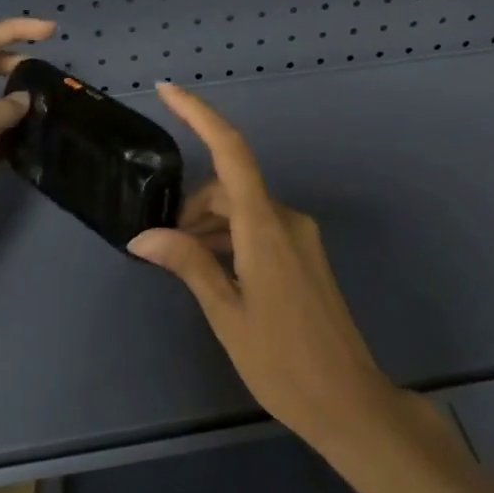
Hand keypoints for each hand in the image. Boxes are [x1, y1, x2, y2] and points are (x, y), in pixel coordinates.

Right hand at [128, 83, 397, 445]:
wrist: (349, 400)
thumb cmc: (282, 362)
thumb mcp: (226, 314)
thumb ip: (188, 265)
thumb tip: (144, 236)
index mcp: (265, 228)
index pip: (232, 153)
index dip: (200, 116)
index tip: (169, 92)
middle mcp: (287, 220)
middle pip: (230, 187)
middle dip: (193, 205)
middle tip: (163, 247)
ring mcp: (301, 238)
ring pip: (244, 209)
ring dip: (210, 225)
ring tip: (184, 265)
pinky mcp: (306, 256)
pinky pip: (260, 228)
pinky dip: (231, 238)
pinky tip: (215, 271)